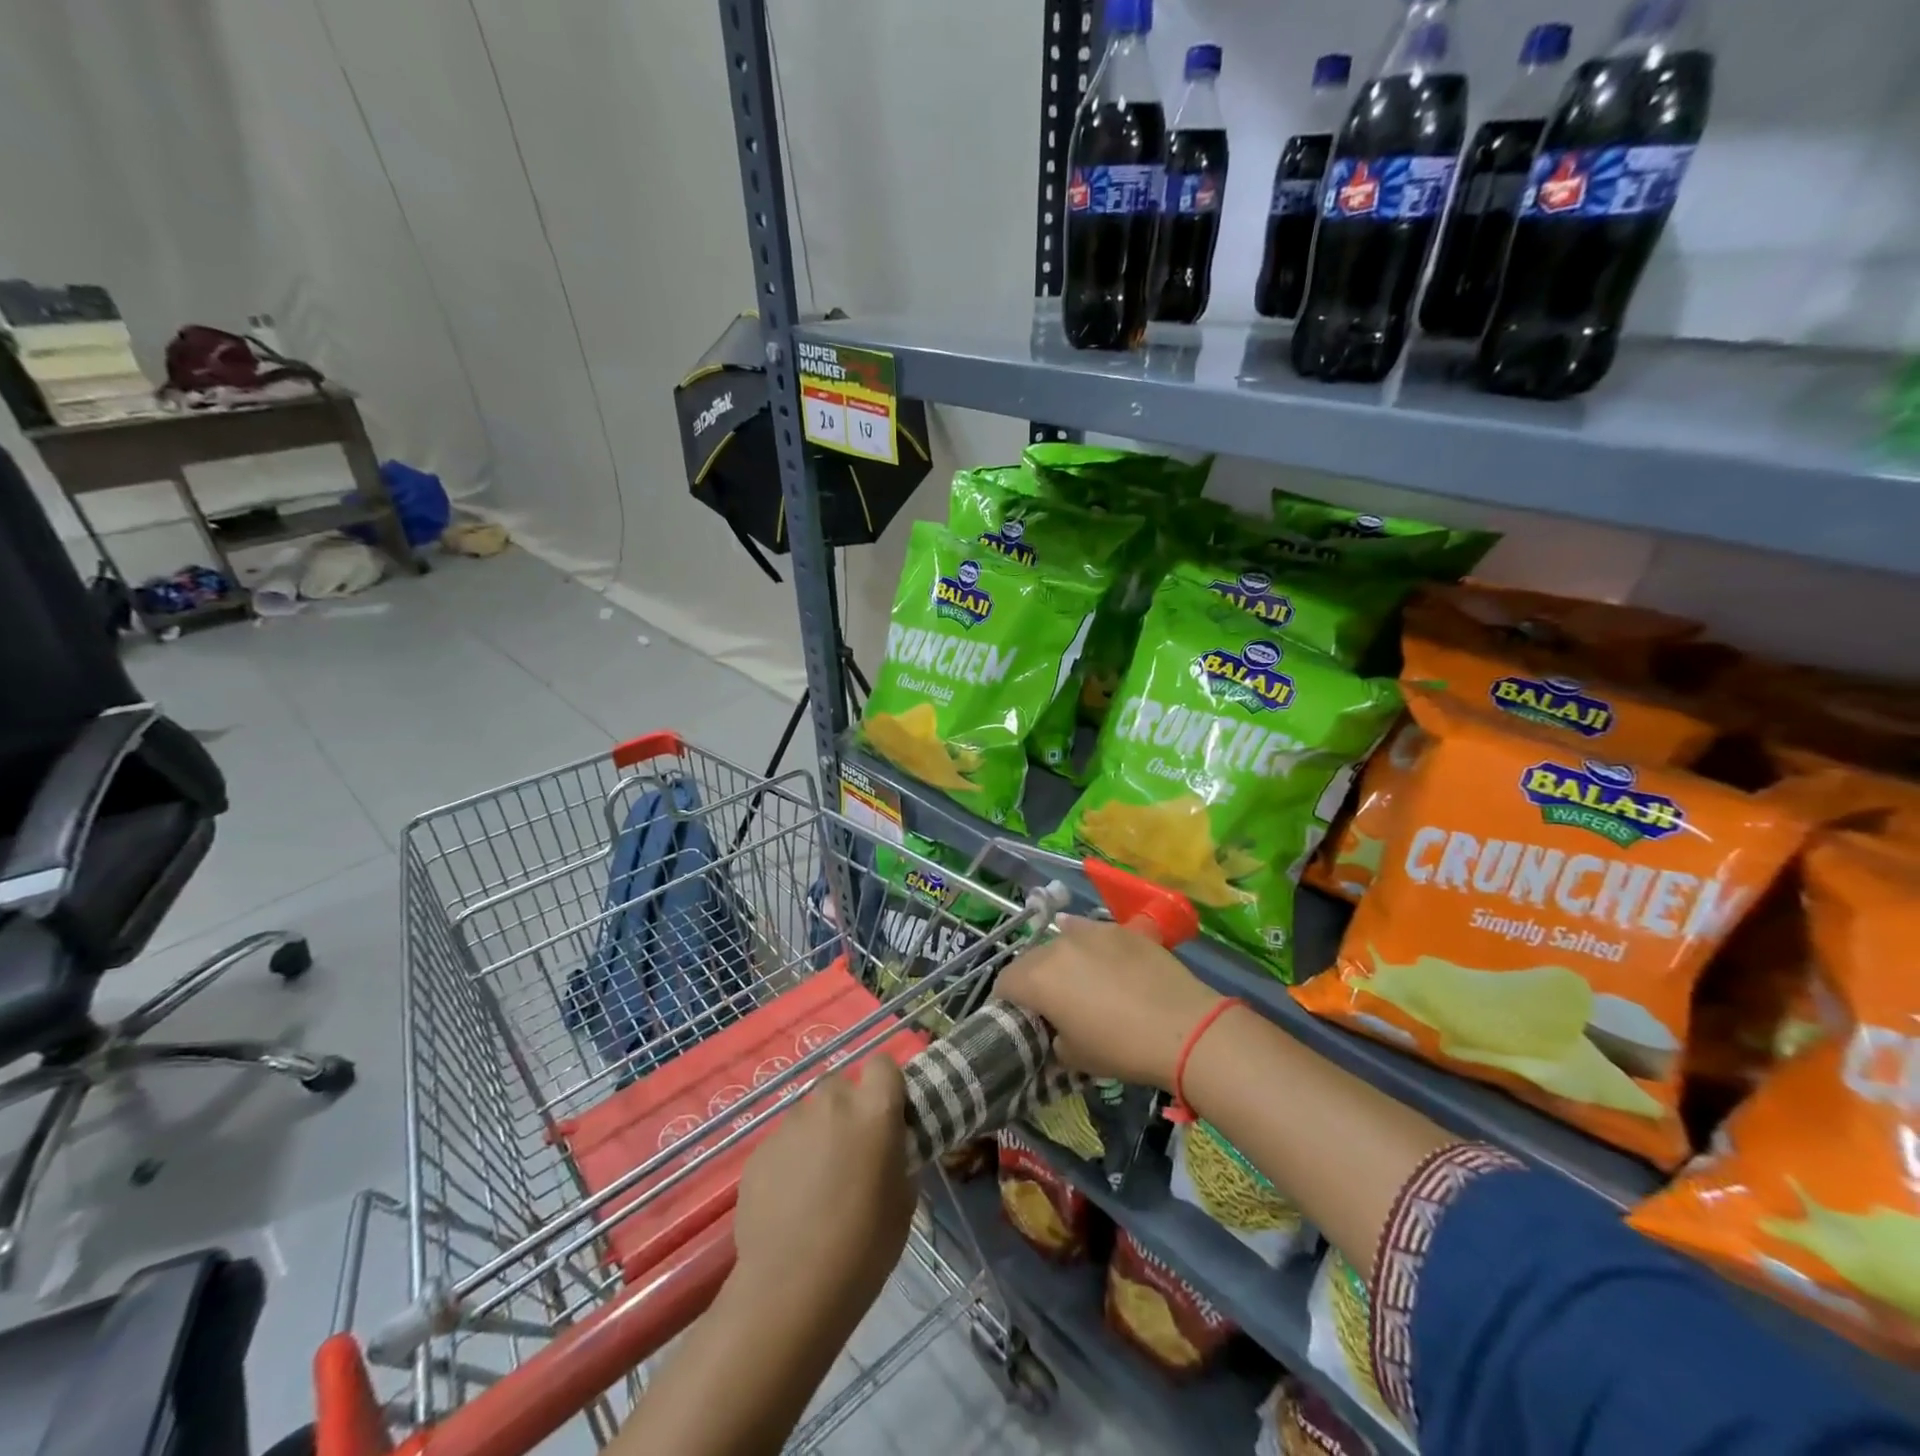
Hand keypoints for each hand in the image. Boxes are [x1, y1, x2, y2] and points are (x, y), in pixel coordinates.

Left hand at [731, 1058, 913, 1322]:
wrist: (791, 1289)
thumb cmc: (864, 1246)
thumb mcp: (903, 1199)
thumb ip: (896, 1156)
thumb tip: (887, 1149)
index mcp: (874, 1108)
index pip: (883, 1064)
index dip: (886, 1085)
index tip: (888, 1115)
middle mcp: (831, 1103)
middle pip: (842, 1085)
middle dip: (848, 1109)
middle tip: (852, 1152)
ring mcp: (790, 1124)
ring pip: (810, 1114)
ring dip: (818, 1134)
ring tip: (817, 1182)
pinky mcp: (759, 1150)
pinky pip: (783, 1143)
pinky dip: (790, 1160)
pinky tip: (790, 1202)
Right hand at [995, 915, 1223, 1089]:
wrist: (1184, 1028)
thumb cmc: (1121, 1049)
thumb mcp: (1074, 1057)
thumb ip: (1053, 1037)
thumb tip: (1056, 1029)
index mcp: (1037, 979)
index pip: (1004, 983)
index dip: (1008, 1002)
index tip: (1022, 1018)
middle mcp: (1057, 946)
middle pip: (1031, 959)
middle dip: (1034, 980)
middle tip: (1052, 1004)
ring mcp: (1090, 931)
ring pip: (1061, 942)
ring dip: (1062, 961)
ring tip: (1082, 983)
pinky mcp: (1120, 927)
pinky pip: (1092, 933)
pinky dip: (1089, 947)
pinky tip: (1103, 962)